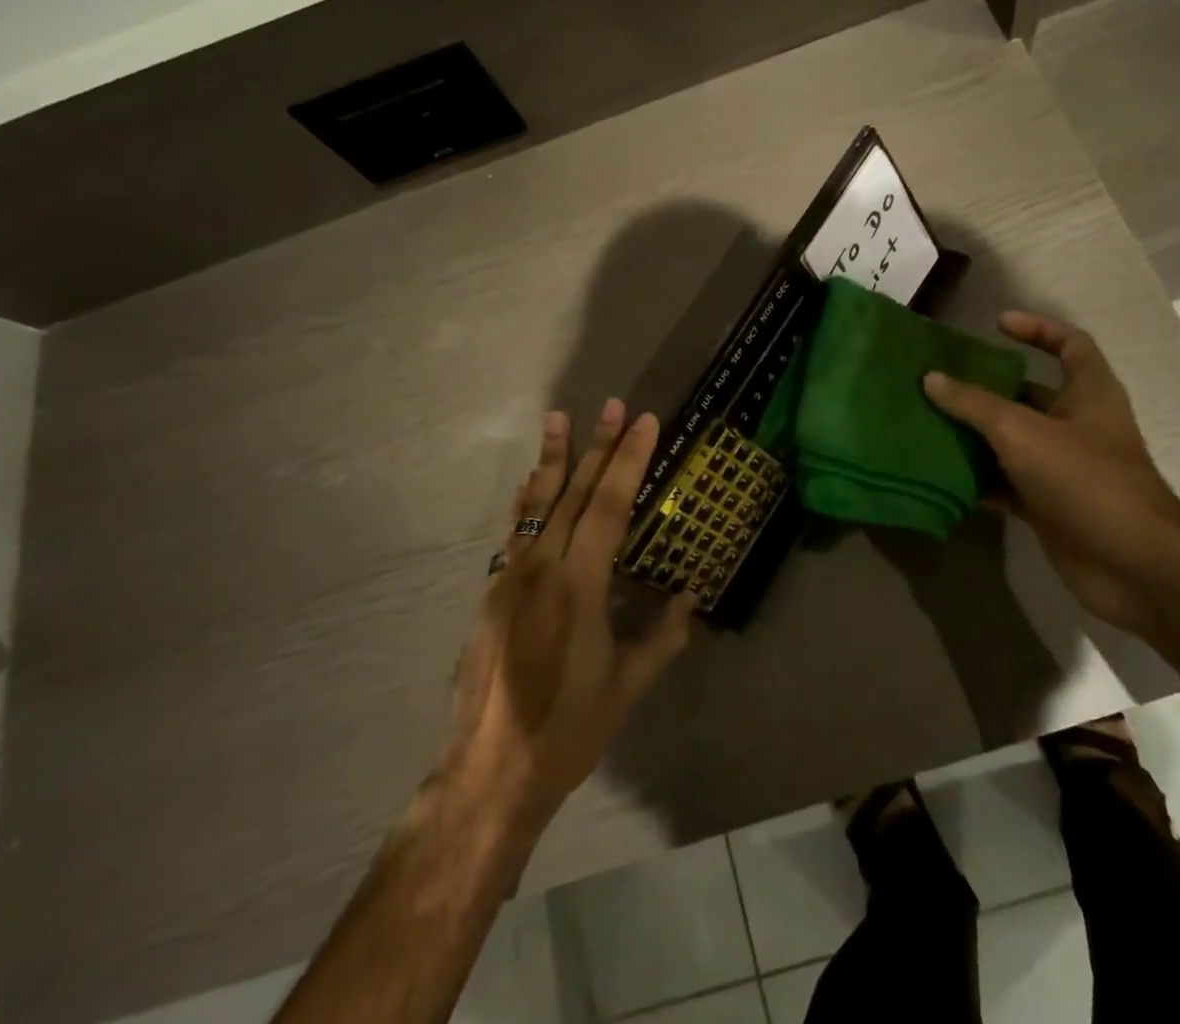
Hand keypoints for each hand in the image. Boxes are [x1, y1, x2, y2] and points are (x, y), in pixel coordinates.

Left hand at [444, 401, 695, 833]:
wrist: (486, 776)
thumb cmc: (567, 731)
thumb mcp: (626, 687)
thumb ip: (662, 637)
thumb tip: (693, 597)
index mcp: (578, 587)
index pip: (608, 506)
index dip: (629, 460)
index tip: (645, 422)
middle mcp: (540, 569)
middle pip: (573, 494)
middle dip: (597, 446)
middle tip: (613, 404)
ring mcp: (509, 578)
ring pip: (535, 505)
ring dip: (551, 459)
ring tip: (557, 417)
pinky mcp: (491, 593)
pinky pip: (513, 533)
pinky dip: (526, 501)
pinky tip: (528, 483)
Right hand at [923, 311, 1179, 636]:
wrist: (1135, 569)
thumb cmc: (1087, 482)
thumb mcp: (1023, 433)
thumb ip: (975, 404)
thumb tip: (931, 378)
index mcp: (1089, 394)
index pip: (1070, 345)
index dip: (1037, 328)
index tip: (996, 325)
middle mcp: (1076, 426)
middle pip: (1027, 394)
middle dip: (985, 387)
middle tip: (939, 379)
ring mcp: (1062, 468)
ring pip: (1010, 441)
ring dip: (973, 434)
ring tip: (926, 421)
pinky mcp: (1048, 505)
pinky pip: (1004, 483)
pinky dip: (976, 478)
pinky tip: (938, 472)